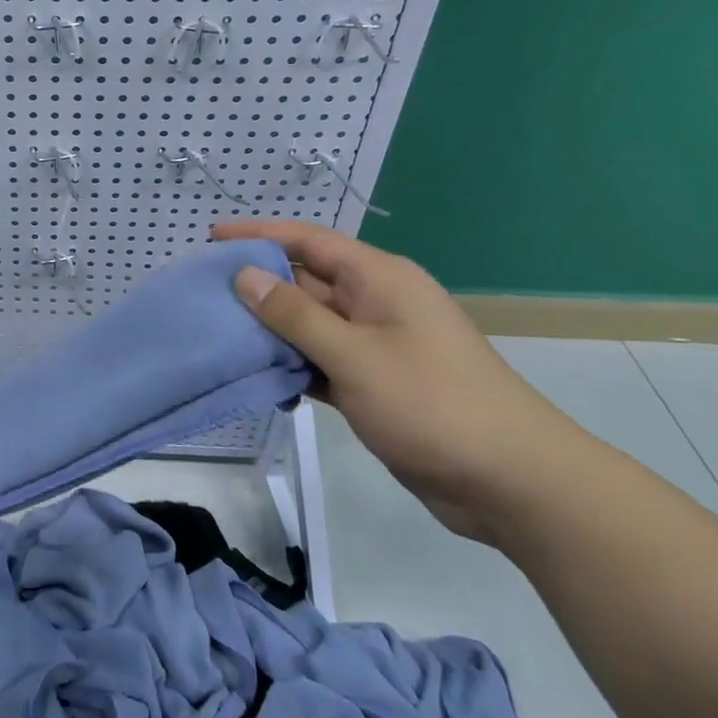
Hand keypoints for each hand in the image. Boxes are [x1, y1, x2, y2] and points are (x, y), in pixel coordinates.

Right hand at [216, 219, 583, 542]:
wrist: (513, 483)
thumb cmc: (433, 404)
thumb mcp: (355, 355)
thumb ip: (295, 315)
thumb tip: (246, 275)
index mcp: (379, 279)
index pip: (308, 241)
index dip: (259, 234)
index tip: (212, 237)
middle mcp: (375, 303)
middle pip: (306, 282)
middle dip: (258, 286)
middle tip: (203, 294)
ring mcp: (376, 345)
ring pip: (310, 326)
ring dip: (271, 332)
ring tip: (219, 335)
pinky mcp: (375, 384)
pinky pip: (322, 362)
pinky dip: (294, 368)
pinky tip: (262, 382)